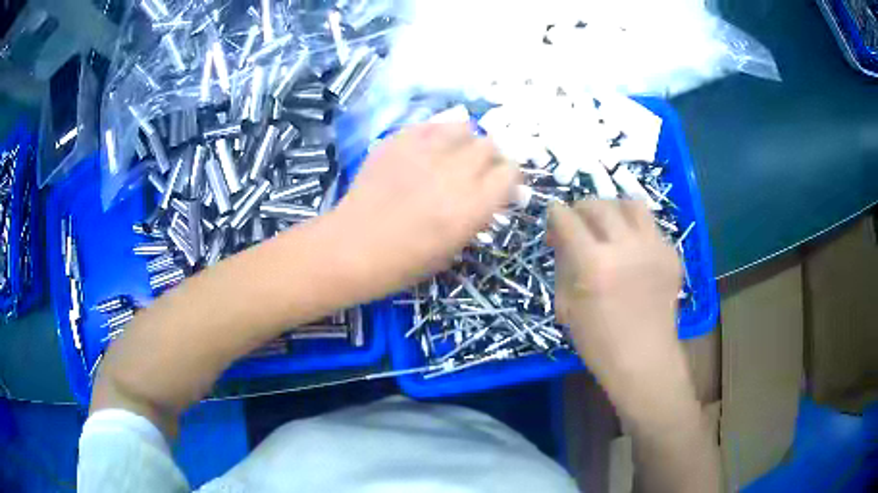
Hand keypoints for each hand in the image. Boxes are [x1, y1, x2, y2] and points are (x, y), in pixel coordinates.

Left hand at [331, 122, 519, 297]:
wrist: (351, 248)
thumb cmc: (402, 263)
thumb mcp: (451, 250)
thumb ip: (476, 217)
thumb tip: (490, 195)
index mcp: (470, 207)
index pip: (510, 173)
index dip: (510, 178)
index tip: (502, 187)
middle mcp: (453, 174)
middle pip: (490, 146)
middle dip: (490, 159)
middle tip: (479, 171)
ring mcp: (424, 153)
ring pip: (464, 128)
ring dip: (466, 141)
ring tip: (455, 155)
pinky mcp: (398, 141)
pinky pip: (431, 125)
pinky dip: (438, 134)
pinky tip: (430, 149)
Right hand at [548, 200, 683, 408]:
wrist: (644, 360)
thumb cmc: (599, 342)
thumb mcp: (567, 306)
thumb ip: (563, 264)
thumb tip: (561, 237)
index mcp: (594, 264)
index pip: (568, 219)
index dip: (555, 214)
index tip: (553, 218)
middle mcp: (626, 247)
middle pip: (599, 205)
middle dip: (581, 208)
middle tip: (577, 222)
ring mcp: (654, 248)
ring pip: (631, 204)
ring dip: (613, 208)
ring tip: (607, 223)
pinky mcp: (672, 254)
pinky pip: (650, 226)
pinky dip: (635, 228)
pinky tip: (631, 247)